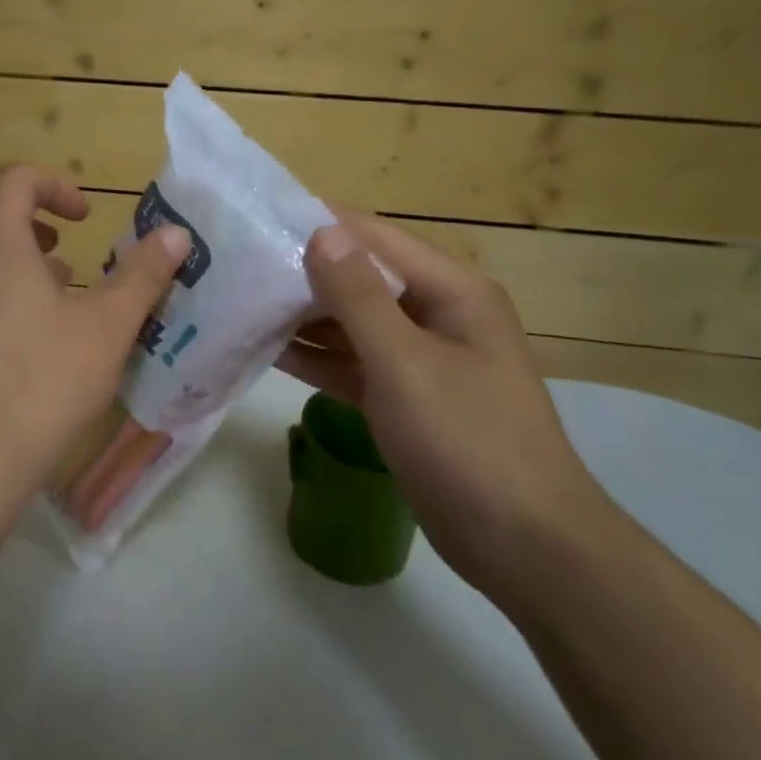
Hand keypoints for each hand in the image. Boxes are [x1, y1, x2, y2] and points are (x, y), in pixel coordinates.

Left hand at [0, 164, 189, 523]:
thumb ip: (142, 275)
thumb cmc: (42, 381)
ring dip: (18, 261)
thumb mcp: (107, 327)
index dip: (54, 184)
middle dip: (30, 219)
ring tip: (63, 291)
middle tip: (67, 243)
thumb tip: (176, 233)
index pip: (14, 180)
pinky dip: (4, 296)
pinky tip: (40, 341)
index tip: (88, 215)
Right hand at [277, 211, 611, 605]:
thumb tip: (322, 231)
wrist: (522, 545)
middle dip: (303, 271)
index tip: (260, 214)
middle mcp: (435, 315)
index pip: (376, 239)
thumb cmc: (468, 441)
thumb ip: (359, 297)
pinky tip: (267, 349)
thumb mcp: (406, 363)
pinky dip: (316, 358)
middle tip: (238, 263)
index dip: (321, 223)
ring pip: (352, 324)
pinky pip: (352, 364)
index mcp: (452, 292)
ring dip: (303, 316)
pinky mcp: (402, 399)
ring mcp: (418, 359)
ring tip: (241, 300)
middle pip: (361, 279)